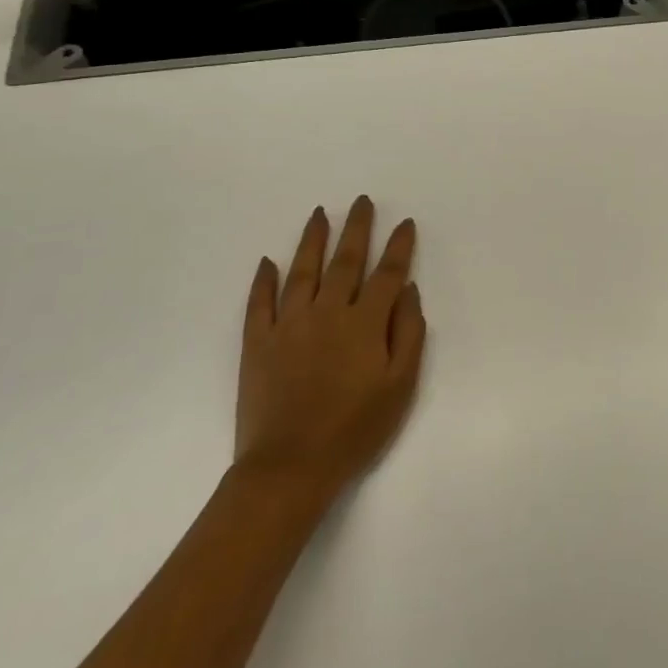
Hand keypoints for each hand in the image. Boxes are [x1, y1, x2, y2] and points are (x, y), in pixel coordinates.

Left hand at [236, 197, 425, 495]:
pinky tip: (267, 262)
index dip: (399, 246)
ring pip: (302, 271)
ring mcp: (289, 324)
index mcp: (365, 323)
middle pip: (345, 261)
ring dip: (312, 239)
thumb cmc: (356, 429)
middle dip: (357, 228)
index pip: (387, 273)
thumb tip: (408, 290)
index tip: (405, 223)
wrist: (290, 466)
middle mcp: (327, 312)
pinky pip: (260, 302)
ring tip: (320, 213)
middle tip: (362, 201)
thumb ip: (409, 333)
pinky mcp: (258, 342)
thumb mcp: (401, 386)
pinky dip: (263, 280)